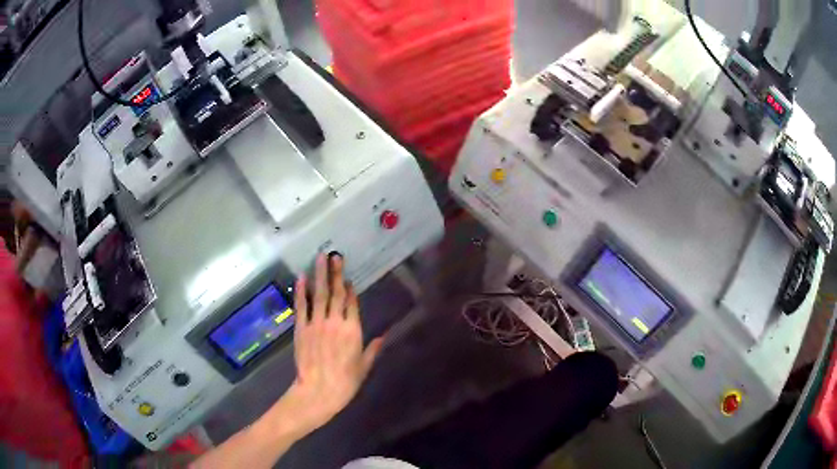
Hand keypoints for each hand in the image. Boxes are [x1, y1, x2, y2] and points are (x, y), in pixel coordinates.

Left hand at [283, 254, 382, 431]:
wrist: (318, 391)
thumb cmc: (345, 382)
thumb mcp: (364, 367)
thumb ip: (372, 349)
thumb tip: (383, 335)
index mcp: (353, 331)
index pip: (351, 304)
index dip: (349, 289)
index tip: (347, 277)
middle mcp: (336, 322)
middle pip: (336, 293)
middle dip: (336, 273)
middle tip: (335, 255)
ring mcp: (317, 323)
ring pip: (319, 294)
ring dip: (320, 274)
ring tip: (320, 257)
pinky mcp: (301, 328)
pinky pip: (301, 306)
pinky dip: (301, 291)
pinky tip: (301, 277)